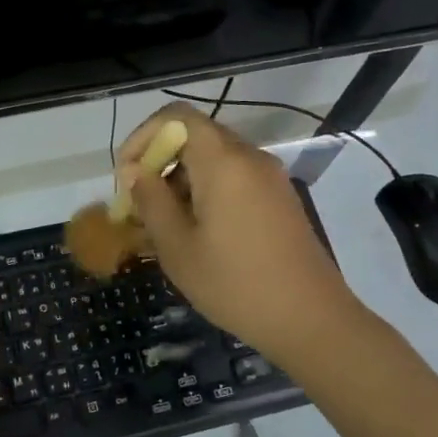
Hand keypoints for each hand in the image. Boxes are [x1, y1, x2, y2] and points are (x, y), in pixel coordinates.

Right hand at [116, 103, 364, 362]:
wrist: (310, 320)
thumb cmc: (234, 284)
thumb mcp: (177, 246)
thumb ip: (150, 201)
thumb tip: (134, 172)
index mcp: (223, 161)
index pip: (176, 116)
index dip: (142, 137)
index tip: (127, 177)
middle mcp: (249, 157)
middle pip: (194, 136)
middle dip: (158, 162)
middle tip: (139, 205)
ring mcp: (269, 177)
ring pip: (213, 160)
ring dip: (180, 180)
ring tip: (162, 226)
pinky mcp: (279, 198)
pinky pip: (234, 179)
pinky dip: (206, 192)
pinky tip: (196, 233)